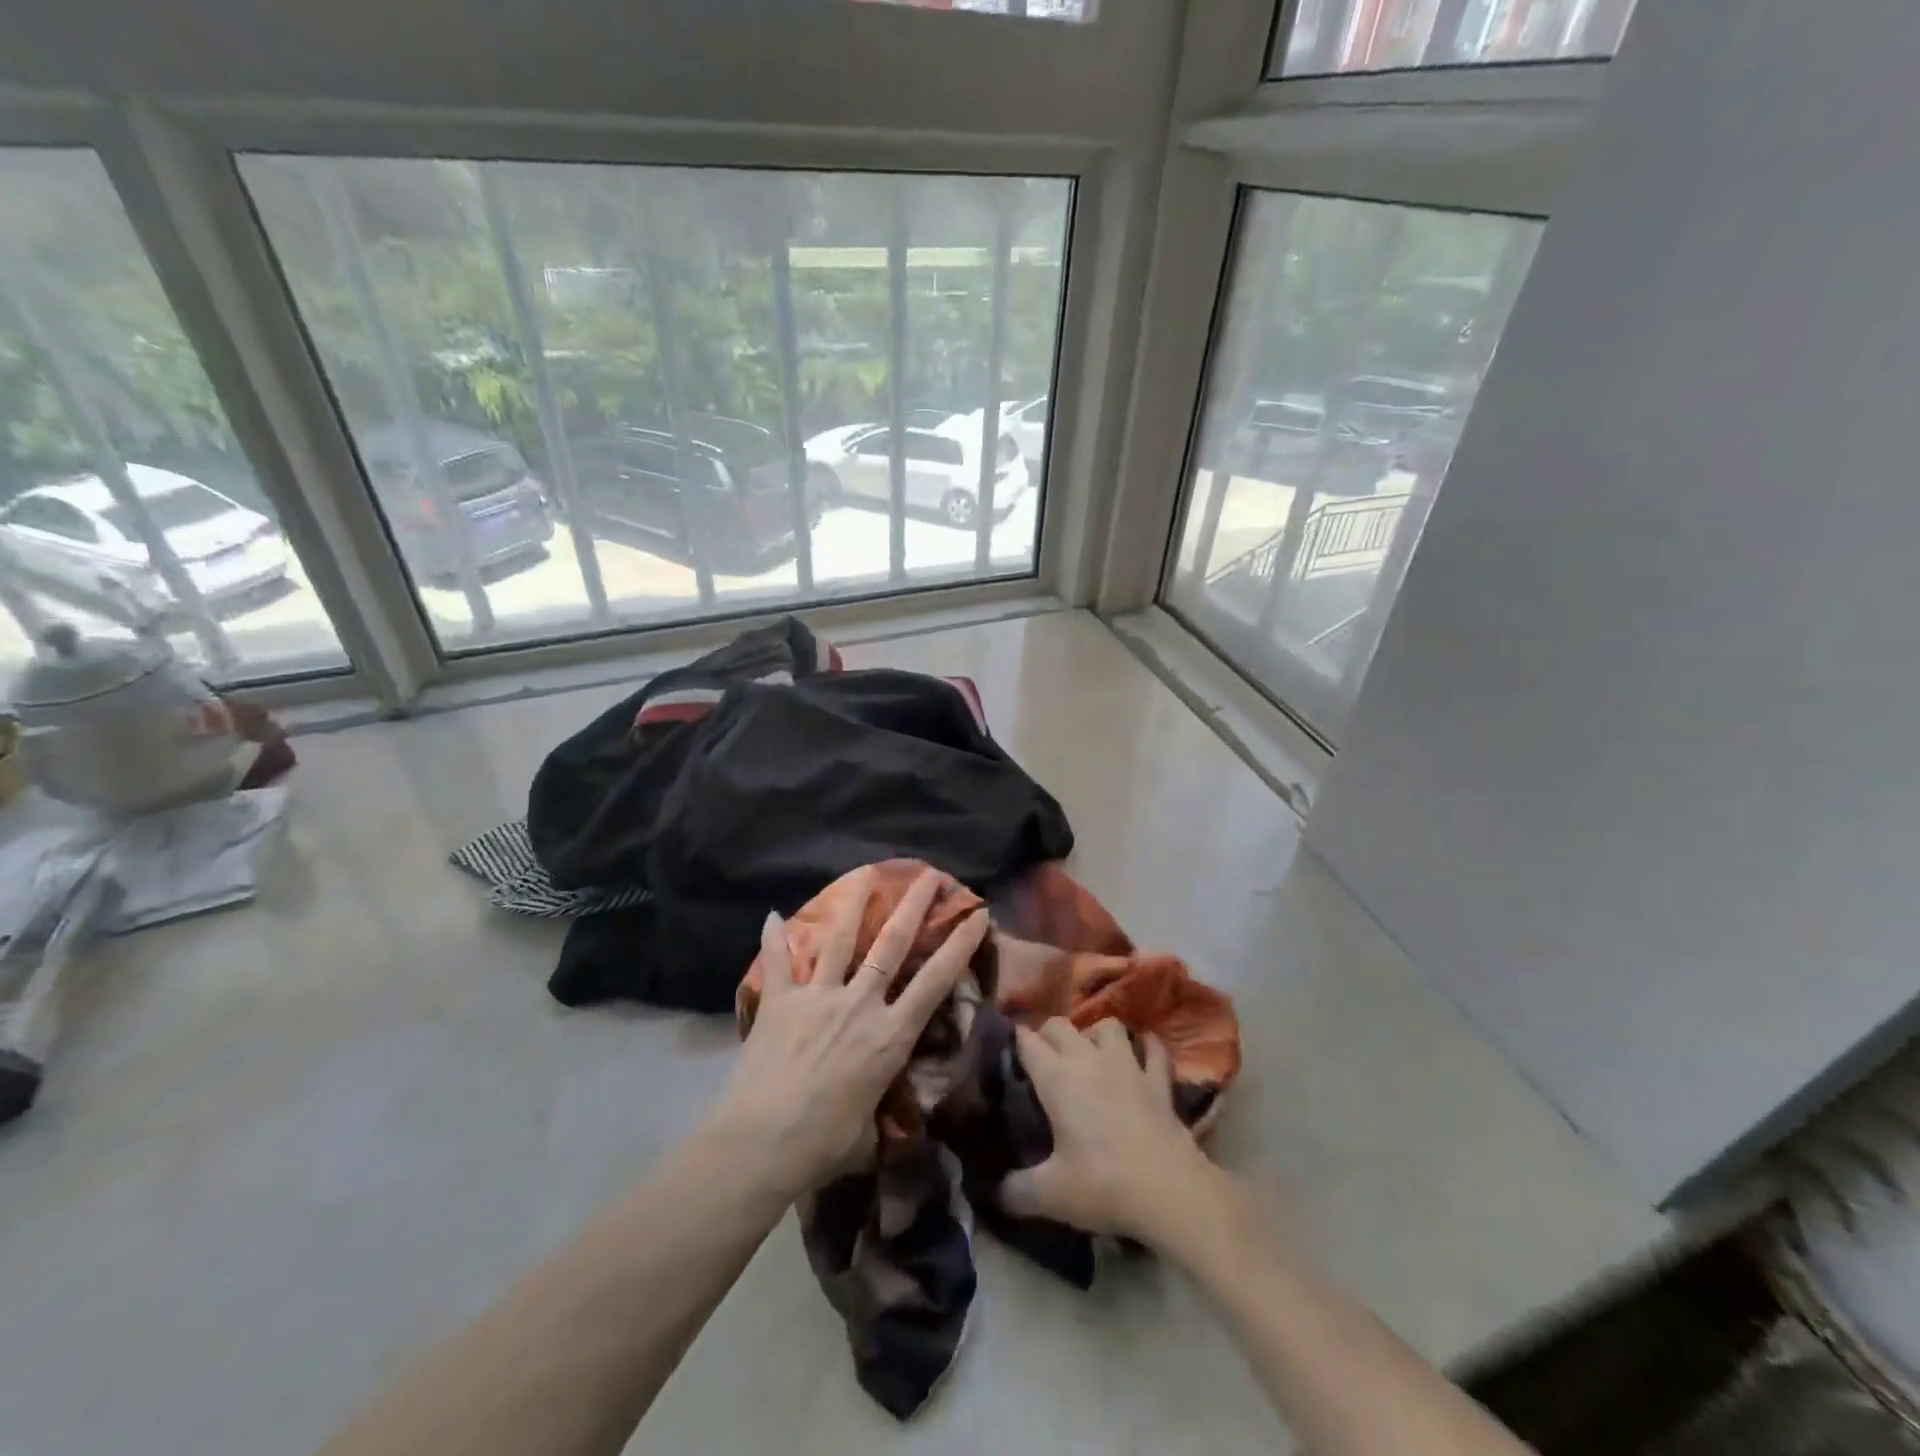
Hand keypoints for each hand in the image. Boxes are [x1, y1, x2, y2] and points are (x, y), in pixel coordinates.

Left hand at [705, 869, 988, 1201]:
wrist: (762, 1143)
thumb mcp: (867, 1127)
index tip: (976, 916)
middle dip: (914, 907)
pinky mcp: (781, 1002)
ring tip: (867, 873)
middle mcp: (860, 1004)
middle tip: (929, 875)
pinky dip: (773, 938)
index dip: (959, 946)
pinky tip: (770, 914)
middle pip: (892, 945)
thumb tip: (876, 1108)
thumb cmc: (823, 1144)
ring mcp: (819, 997)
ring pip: (841, 940)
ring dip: (855, 905)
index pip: (934, 982)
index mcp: (889, 1035)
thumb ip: (876, 1103)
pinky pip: (778, 963)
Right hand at [1001, 1018, 1226, 1246]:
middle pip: (1060, 1025)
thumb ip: (1013, 1191)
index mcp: (1057, 1078)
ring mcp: (1128, 1065)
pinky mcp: (1159, 1080)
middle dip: (1047, 1035)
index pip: (1026, 1041)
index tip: (1007, 1055)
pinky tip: (1142, 1055)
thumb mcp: (1049, 1195)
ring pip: (1107, 1026)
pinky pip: (1154, 1049)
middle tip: (1042, 1060)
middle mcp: (1089, 1059)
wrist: (1169, 1191)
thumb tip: (990, 1192)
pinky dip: (1147, 1047)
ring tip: (1090, 1054)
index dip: (1014, 1042)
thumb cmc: (1103, 1185)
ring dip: (1095, 1034)